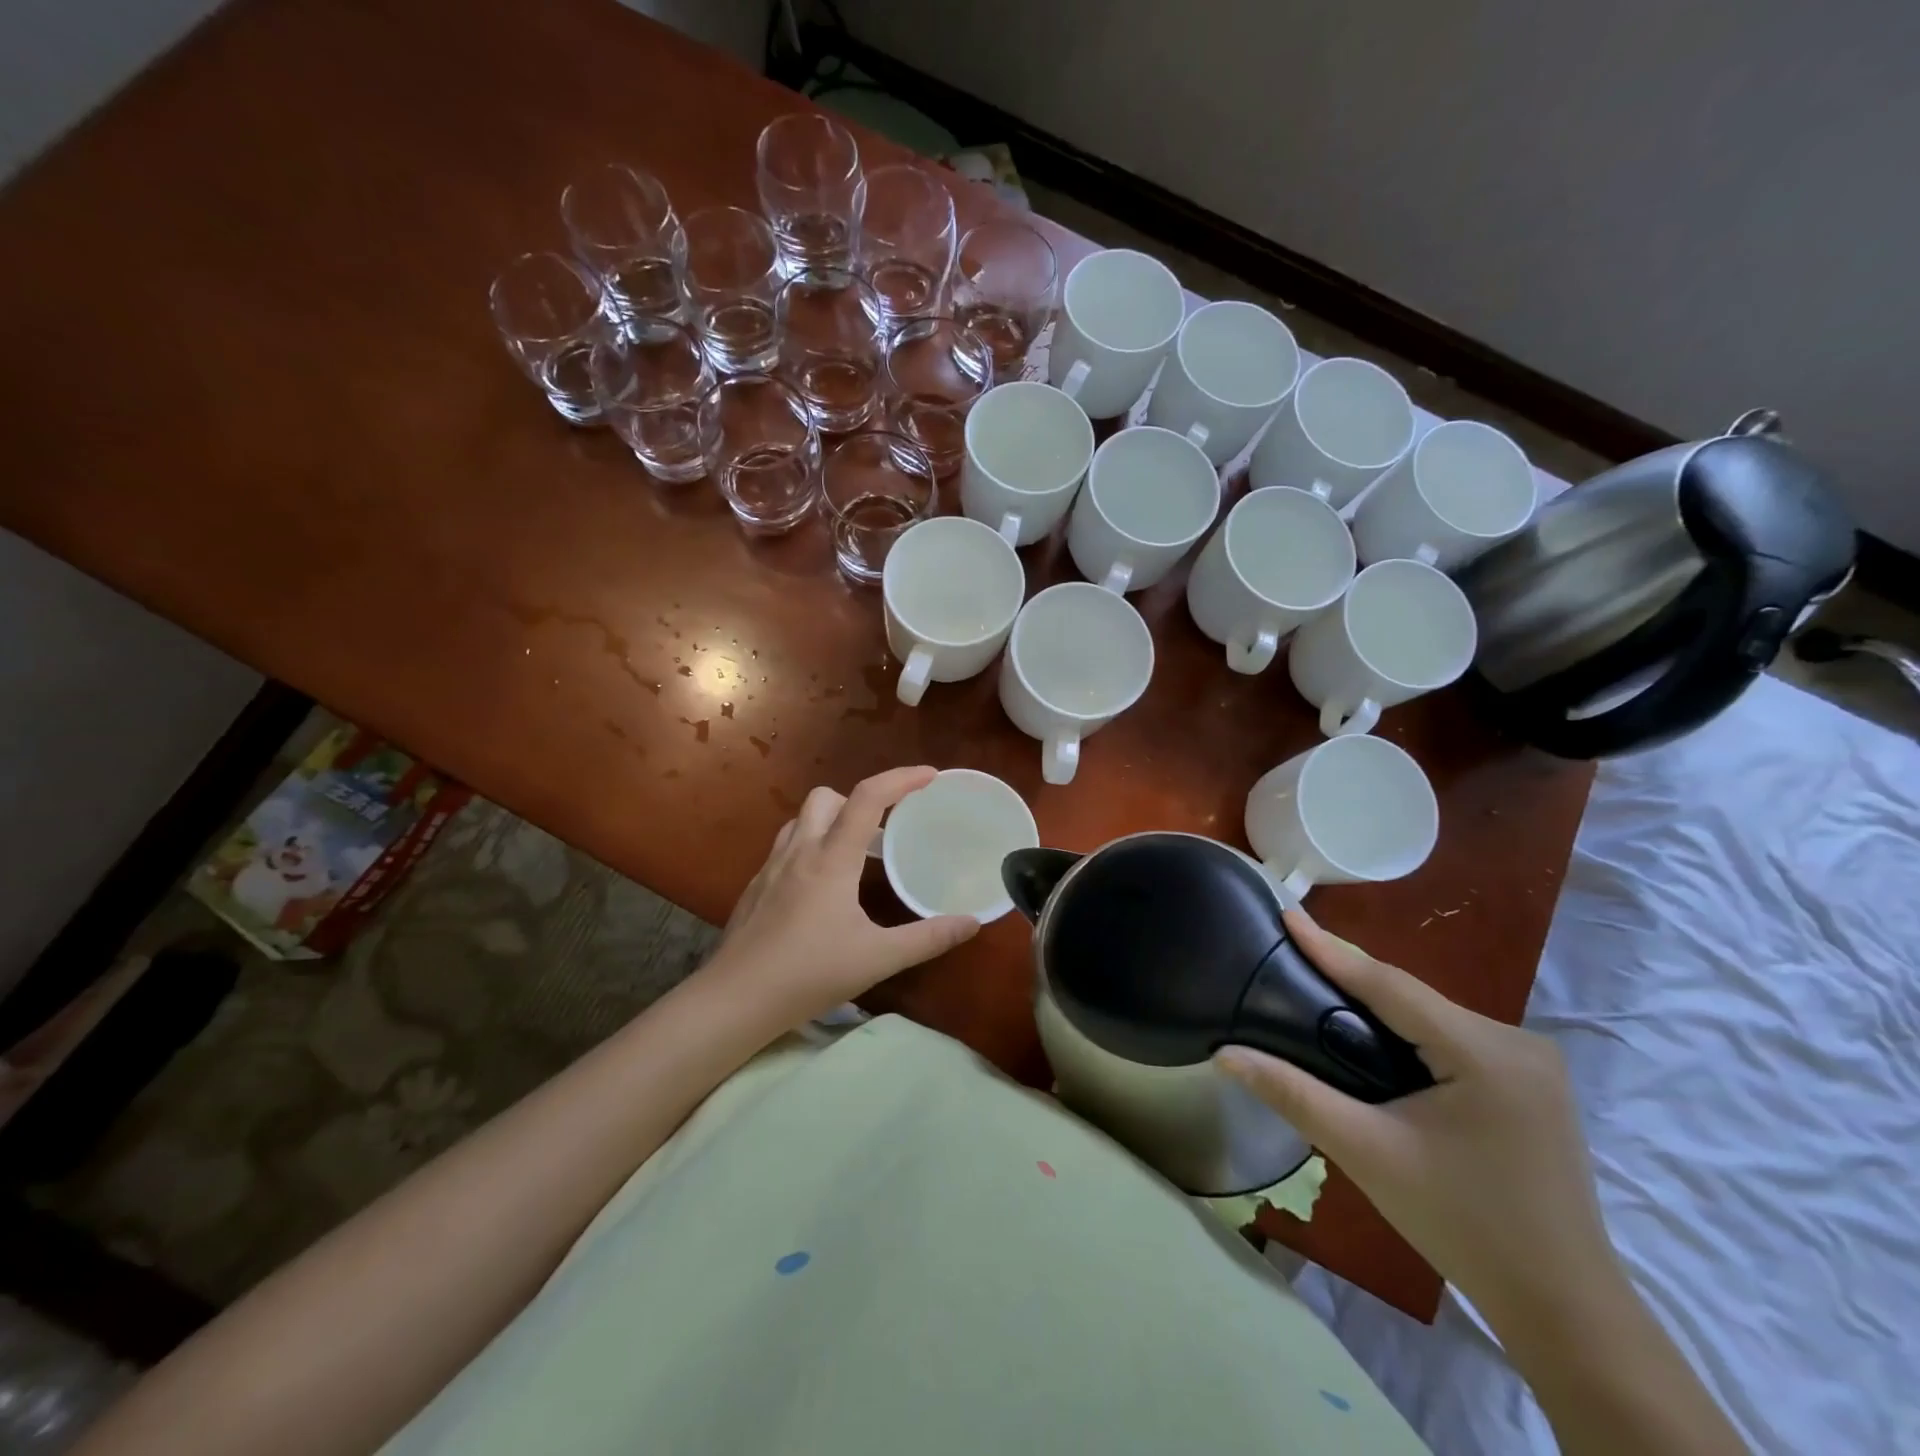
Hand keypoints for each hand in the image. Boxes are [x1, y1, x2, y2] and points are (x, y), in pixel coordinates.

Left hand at [705, 767, 979, 1023]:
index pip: (867, 797)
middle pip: (827, 797)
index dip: (901, 778)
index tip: (930, 776)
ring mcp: (771, 867)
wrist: (734, 1000)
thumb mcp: (877, 959)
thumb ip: (928, 938)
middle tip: (884, 830)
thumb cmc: (809, 974)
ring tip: (855, 854)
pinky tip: (820, 889)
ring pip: (801, 819)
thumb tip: (972, 923)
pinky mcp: (755, 887)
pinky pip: (786, 847)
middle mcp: (799, 851)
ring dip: (830, 821)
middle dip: (859, 800)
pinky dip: (810, 847)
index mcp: (831, 858)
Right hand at [1215, 909, 1618, 1327]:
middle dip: (1351, 978)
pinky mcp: (1532, 1084)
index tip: (1287, 913)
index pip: (1390, 986)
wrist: (1564, 1309)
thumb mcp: (1367, 1153)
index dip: (1331, 949)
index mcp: (1487, 1054)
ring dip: (1379, 1007)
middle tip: (1291, 956)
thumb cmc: (1462, 1225)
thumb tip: (1225, 1056)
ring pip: (1432, 1016)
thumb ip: (1293, 1094)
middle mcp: (1518, 1043)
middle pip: (1412, 997)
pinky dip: (1408, 1032)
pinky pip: (1452, 1038)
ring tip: (1319, 994)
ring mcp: (1533, 1064)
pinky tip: (1376, 1042)